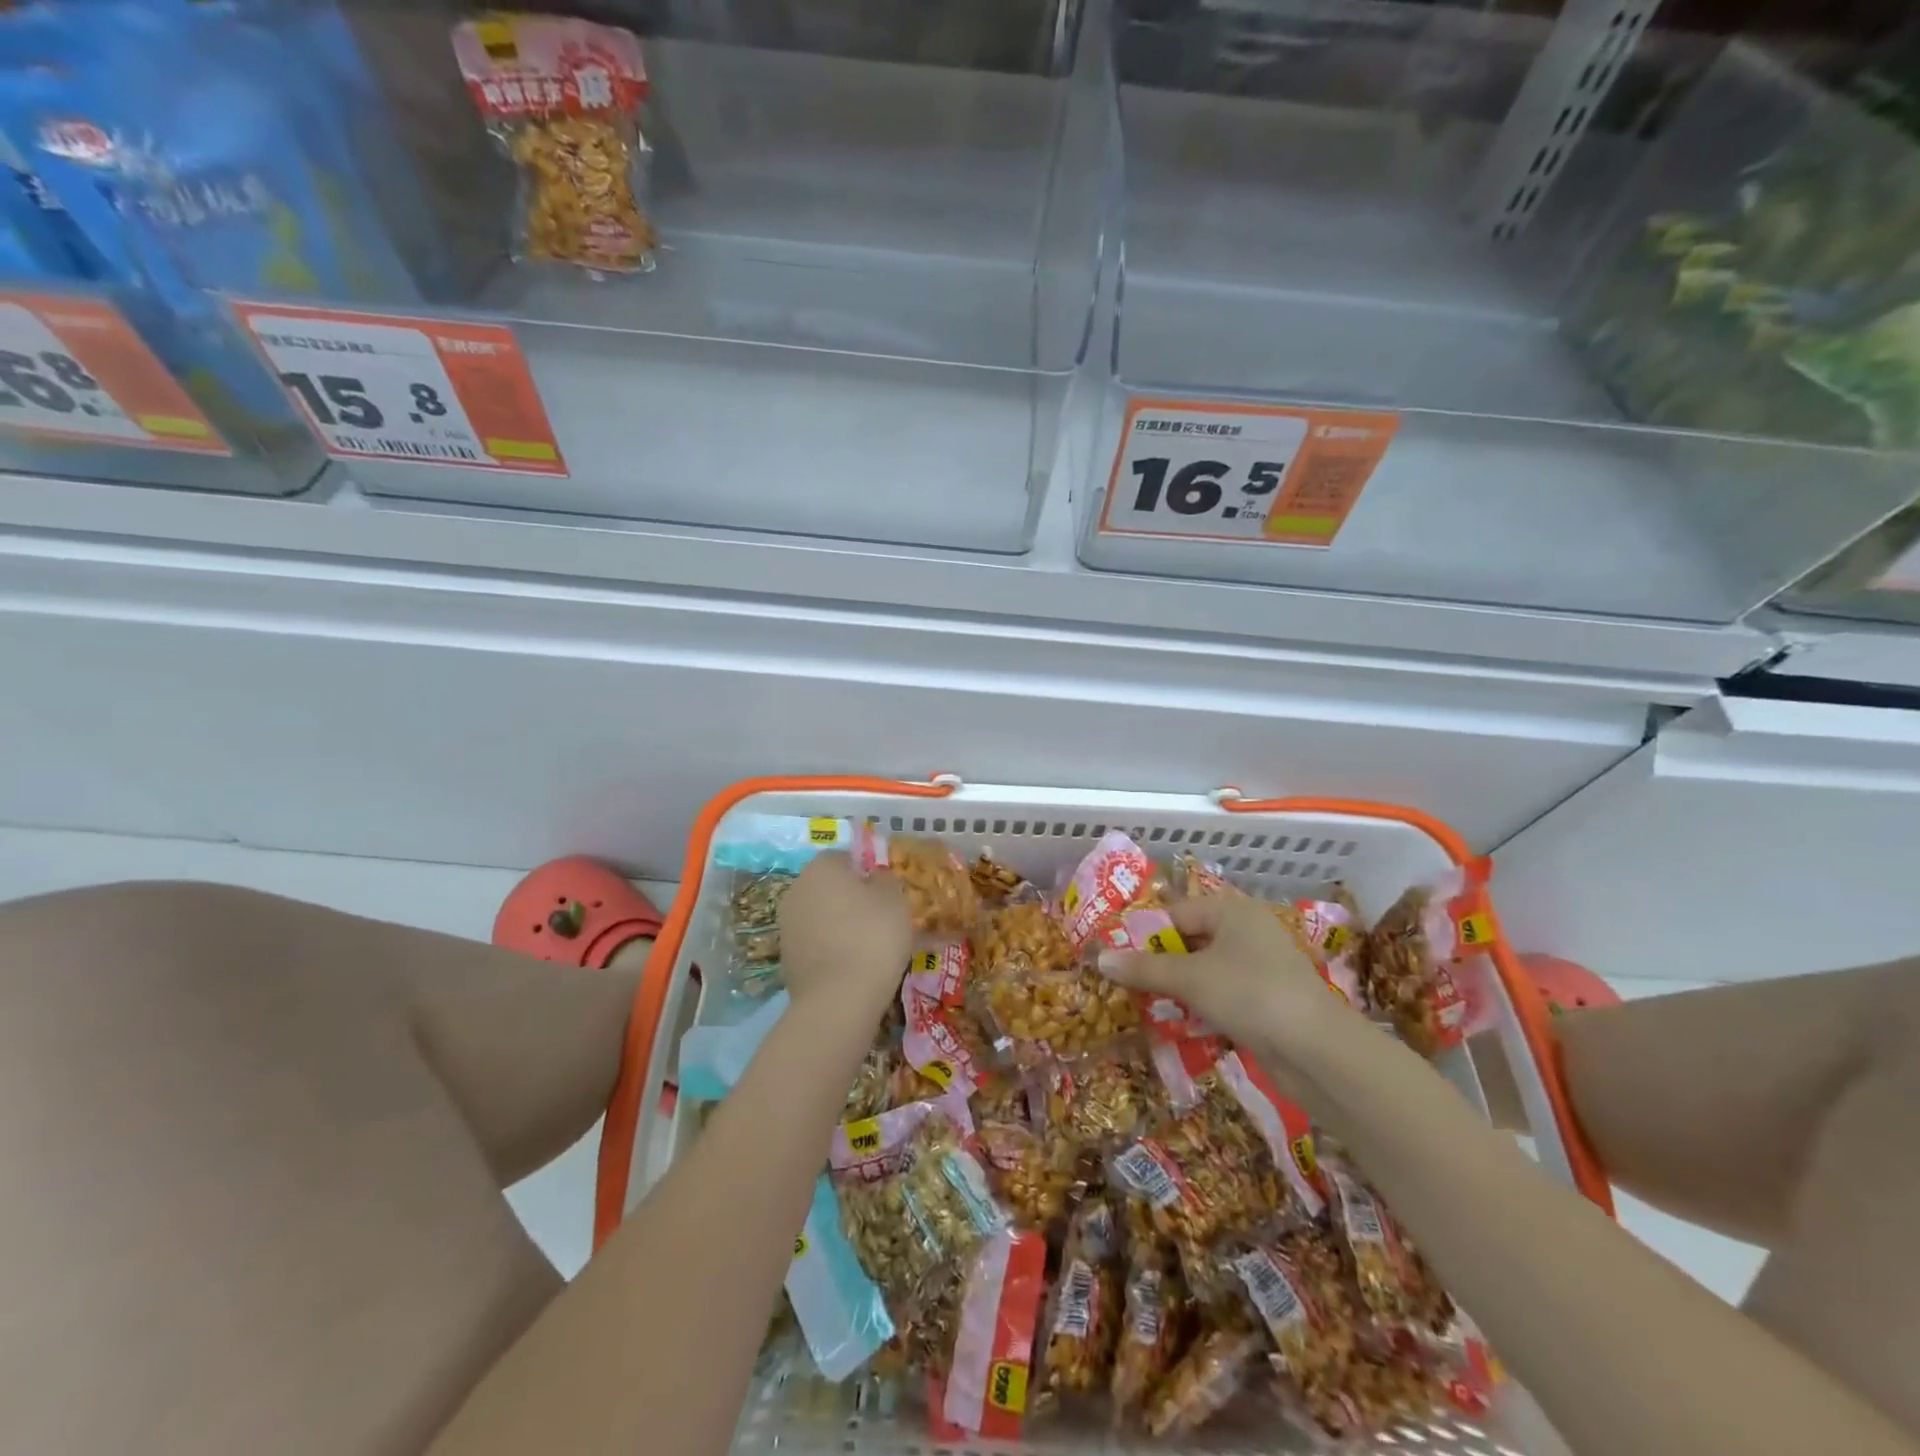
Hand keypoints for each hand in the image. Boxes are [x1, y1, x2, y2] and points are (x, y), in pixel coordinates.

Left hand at [778, 852, 912, 1005]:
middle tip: (881, 920)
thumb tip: (874, 879)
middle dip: (852, 899)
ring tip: (870, 948)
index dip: (867, 873)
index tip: (886, 894)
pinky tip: (853, 967)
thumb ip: (885, 880)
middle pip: (829, 887)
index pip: (845, 858)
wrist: (838, 999)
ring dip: (840, 925)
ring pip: (822, 916)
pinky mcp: (786, 958)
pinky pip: (816, 944)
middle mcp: (796, 889)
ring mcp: (787, 925)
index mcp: (821, 867)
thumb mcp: (894, 899)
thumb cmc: (872, 936)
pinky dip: (832, 950)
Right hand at [1097, 893, 1345, 1049]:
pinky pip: (1224, 995)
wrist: (1318, 1051)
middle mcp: (1248, 931)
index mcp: (1232, 910)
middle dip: (1160, 964)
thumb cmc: (1249, 994)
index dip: (1144, 935)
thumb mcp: (1189, 978)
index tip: (1116, 959)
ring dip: (1179, 989)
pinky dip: (1203, 1007)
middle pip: (1191, 941)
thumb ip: (1143, 968)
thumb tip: (1100, 959)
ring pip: (1206, 971)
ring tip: (1148, 1007)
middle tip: (1127, 985)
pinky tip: (1182, 1026)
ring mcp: (1262, 967)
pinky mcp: (1269, 1000)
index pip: (1175, 914)